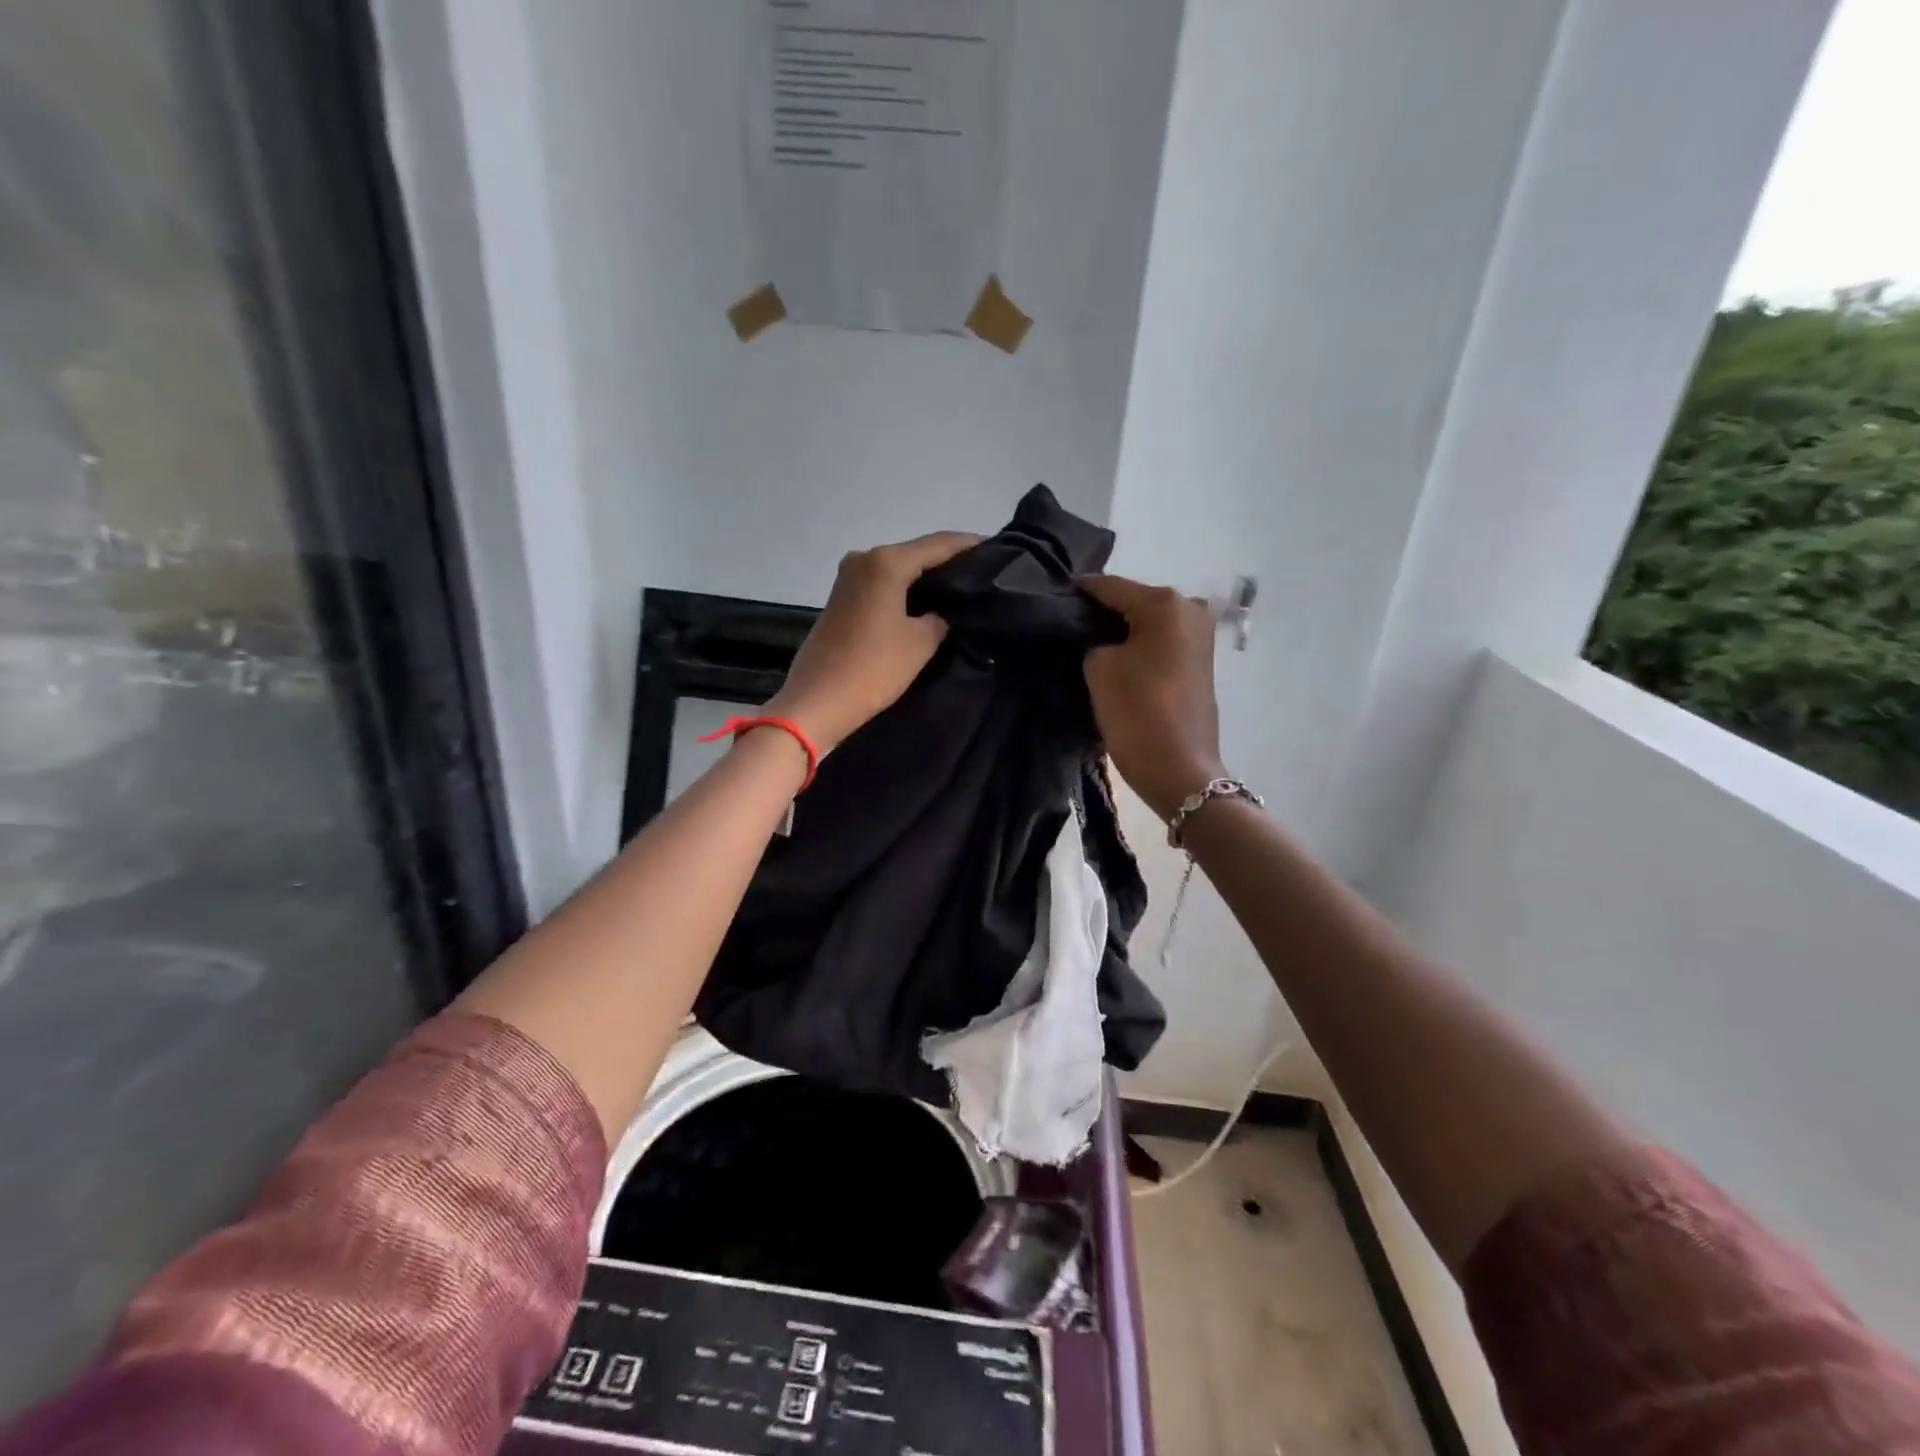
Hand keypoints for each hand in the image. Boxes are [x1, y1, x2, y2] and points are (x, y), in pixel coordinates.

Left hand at [764, 532, 979, 755]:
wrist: (817, 701)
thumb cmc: (873, 669)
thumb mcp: (920, 643)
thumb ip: (941, 616)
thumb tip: (946, 609)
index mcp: (886, 562)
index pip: (939, 544)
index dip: (970, 546)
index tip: (999, 551)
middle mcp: (864, 558)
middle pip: (916, 553)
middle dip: (948, 563)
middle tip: (983, 576)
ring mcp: (848, 577)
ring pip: (898, 569)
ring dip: (926, 578)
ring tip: (960, 591)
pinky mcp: (841, 597)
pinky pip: (883, 584)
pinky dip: (905, 590)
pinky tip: (927, 603)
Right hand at [1080, 574, 1227, 820]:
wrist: (1179, 769)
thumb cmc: (1137, 711)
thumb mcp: (1099, 668)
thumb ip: (1094, 641)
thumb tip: (1100, 639)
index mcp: (1165, 603)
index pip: (1110, 587)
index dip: (1079, 592)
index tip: (1053, 596)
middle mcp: (1189, 609)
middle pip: (1133, 602)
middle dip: (1101, 613)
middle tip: (1068, 625)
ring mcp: (1200, 636)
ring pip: (1147, 623)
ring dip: (1120, 631)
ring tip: (1087, 644)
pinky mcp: (1199, 661)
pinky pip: (1160, 642)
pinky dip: (1138, 646)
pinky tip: (1114, 657)